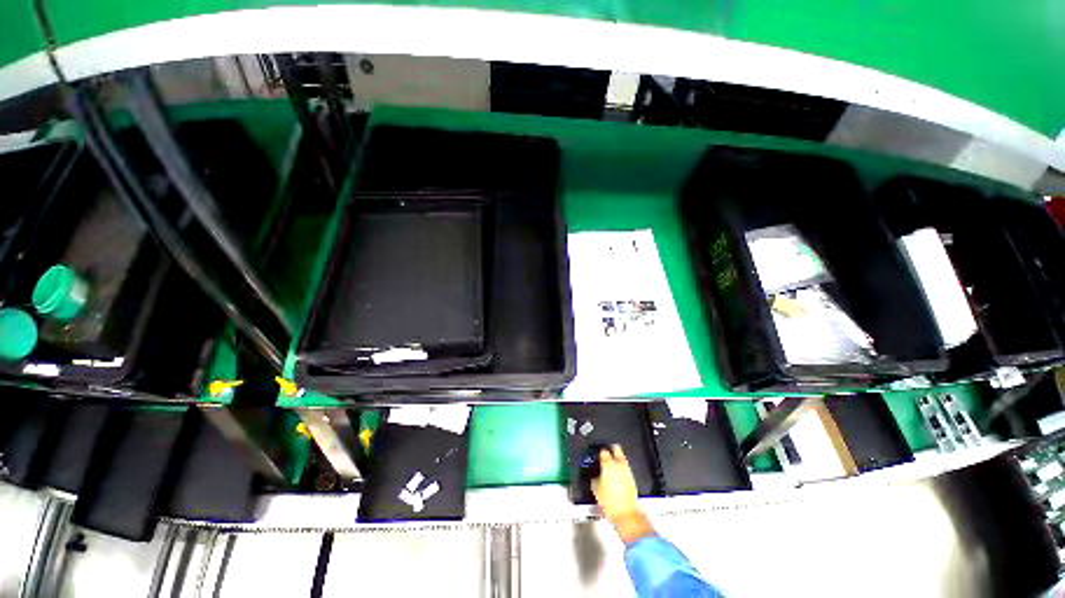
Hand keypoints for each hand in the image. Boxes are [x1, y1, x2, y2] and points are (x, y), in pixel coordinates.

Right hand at [592, 445, 653, 543]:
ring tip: (611, 466)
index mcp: (608, 464)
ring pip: (622, 458)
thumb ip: (595, 477)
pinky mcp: (632, 479)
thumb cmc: (610, 503)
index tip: (597, 455)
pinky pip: (626, 468)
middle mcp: (619, 465)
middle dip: (611, 449)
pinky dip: (621, 469)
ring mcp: (627, 471)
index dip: (599, 452)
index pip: (603, 451)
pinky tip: (616, 476)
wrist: (625, 515)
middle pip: (616, 448)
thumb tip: (596, 476)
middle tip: (606, 453)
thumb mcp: (595, 488)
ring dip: (617, 459)